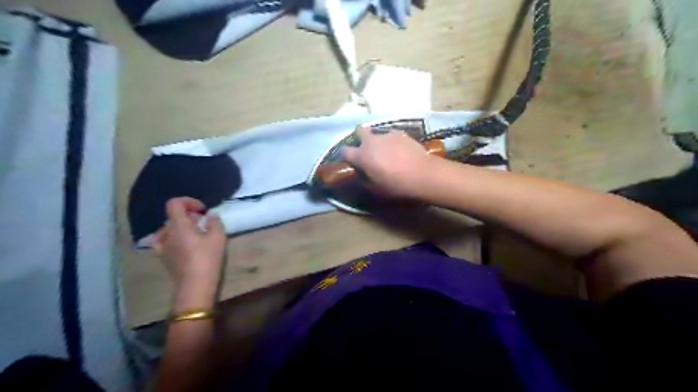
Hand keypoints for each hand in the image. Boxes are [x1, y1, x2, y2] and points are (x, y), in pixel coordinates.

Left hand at [155, 198, 225, 309]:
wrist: (195, 285)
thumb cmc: (208, 258)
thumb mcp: (218, 237)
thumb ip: (215, 222)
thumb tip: (210, 216)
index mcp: (178, 225)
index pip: (175, 203)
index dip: (188, 202)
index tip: (202, 210)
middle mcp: (166, 232)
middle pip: (173, 216)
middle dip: (188, 216)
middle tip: (204, 223)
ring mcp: (162, 246)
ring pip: (169, 229)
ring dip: (182, 227)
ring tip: (196, 234)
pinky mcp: (163, 257)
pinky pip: (165, 241)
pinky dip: (174, 238)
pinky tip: (184, 245)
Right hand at [343, 125, 434, 195]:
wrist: (422, 174)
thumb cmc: (396, 185)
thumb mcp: (375, 188)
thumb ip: (364, 178)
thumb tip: (361, 173)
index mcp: (362, 155)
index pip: (344, 151)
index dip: (344, 155)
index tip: (349, 160)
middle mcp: (372, 141)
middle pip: (359, 130)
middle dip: (359, 136)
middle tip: (365, 147)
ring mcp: (387, 135)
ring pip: (377, 133)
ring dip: (378, 140)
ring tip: (386, 151)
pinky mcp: (401, 133)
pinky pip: (391, 135)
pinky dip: (391, 141)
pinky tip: (399, 150)